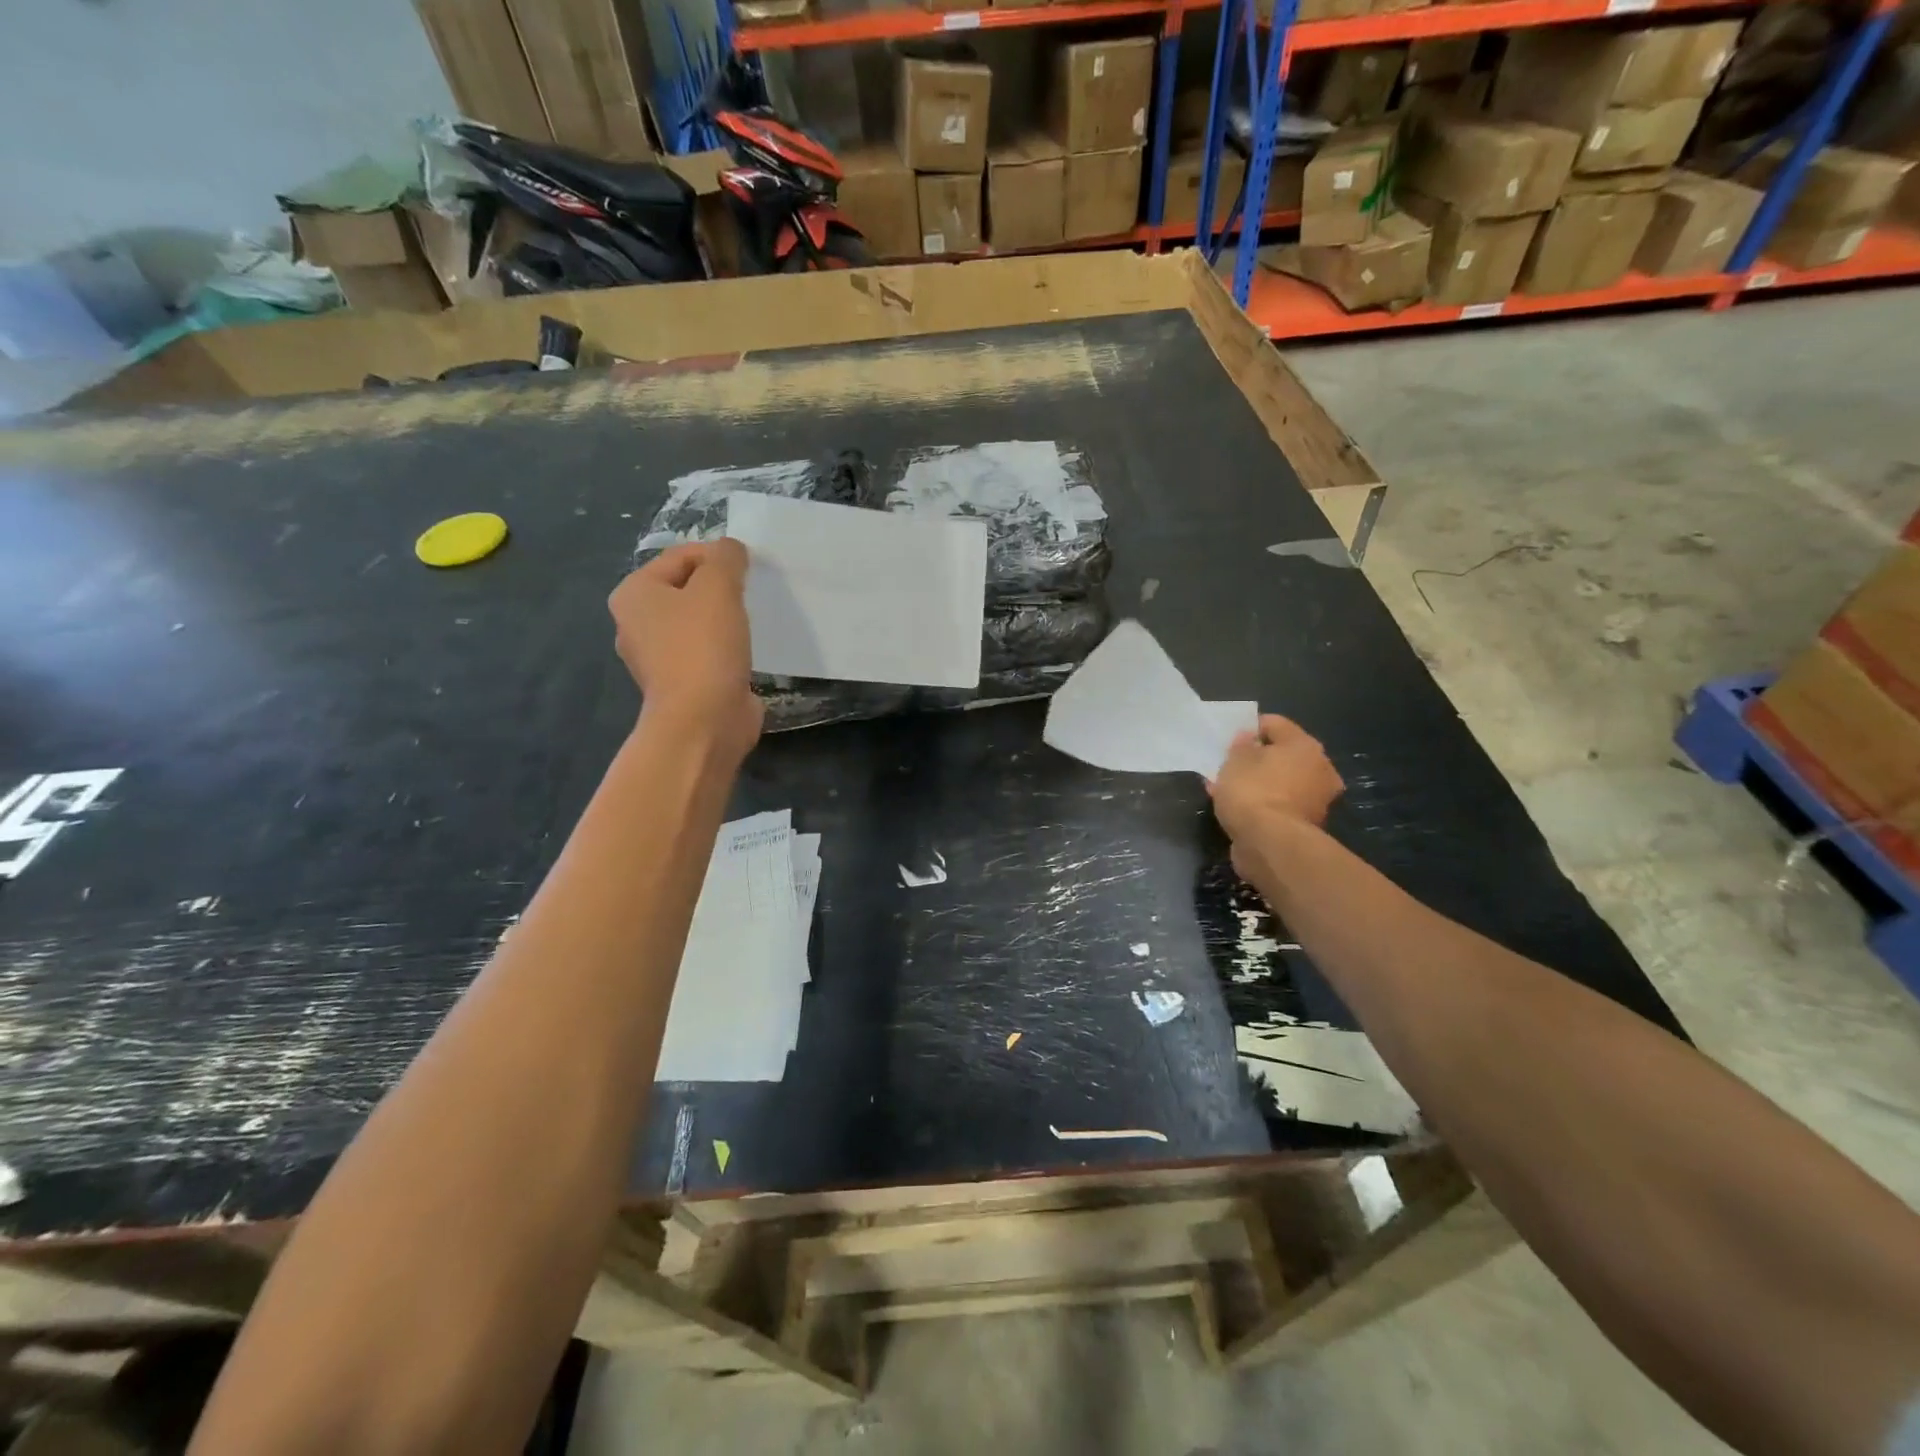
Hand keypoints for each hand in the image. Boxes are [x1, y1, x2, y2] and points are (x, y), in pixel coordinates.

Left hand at [609, 541, 762, 755]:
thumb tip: (731, 549)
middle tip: (751, 596)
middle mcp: (636, 624)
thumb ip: (726, 558)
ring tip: (751, 623)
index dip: (718, 556)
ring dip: (725, 619)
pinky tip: (745, 653)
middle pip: (687, 589)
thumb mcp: (719, 587)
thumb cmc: (704, 647)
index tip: (749, 570)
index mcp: (633, 594)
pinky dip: (725, 648)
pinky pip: (706, 652)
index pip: (680, 556)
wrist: (703, 721)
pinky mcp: (681, 684)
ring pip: (697, 622)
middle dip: (721, 588)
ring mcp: (657, 658)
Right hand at [1209, 715, 1344, 879]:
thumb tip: (1248, 739)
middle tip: (1230, 764)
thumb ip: (1240, 746)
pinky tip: (1238, 807)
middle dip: (1256, 758)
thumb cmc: (1253, 791)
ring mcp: (1317, 799)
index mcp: (1305, 745)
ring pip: (1281, 781)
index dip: (1249, 727)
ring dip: (1259, 782)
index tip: (1229, 739)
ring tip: (1228, 787)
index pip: (1275, 724)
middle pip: (1283, 755)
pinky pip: (1279, 803)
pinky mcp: (1306, 825)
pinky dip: (1262, 803)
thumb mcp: (1235, 761)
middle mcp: (1319, 768)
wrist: (1270, 844)